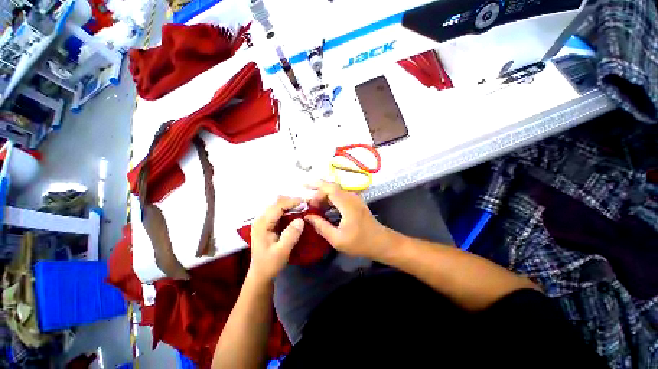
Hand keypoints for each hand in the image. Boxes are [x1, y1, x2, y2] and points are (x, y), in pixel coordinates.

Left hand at [249, 196, 305, 283]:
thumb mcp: (282, 251)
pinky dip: (286, 210)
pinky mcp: (266, 225)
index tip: (305, 202)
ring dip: (289, 205)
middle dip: (291, 201)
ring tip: (301, 206)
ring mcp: (262, 222)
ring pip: (276, 206)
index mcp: (262, 224)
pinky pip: (277, 212)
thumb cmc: (270, 263)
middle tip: (305, 203)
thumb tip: (301, 219)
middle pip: (276, 204)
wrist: (260, 274)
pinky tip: (294, 212)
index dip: (292, 202)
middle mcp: (260, 220)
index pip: (278, 207)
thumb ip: (291, 235)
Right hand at [304, 180, 390, 259]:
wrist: (380, 242)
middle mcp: (351, 197)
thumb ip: (321, 226)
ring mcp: (354, 198)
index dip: (317, 192)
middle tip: (306, 200)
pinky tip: (323, 207)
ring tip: (312, 204)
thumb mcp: (337, 239)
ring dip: (323, 195)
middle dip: (317, 190)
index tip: (309, 204)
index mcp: (347, 204)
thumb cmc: (360, 242)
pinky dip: (329, 199)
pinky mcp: (355, 202)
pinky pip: (339, 195)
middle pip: (331, 187)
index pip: (330, 189)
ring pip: (335, 190)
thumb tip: (308, 217)